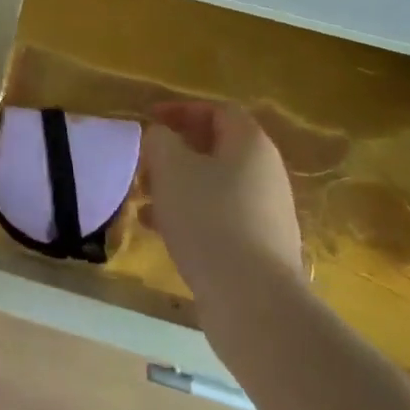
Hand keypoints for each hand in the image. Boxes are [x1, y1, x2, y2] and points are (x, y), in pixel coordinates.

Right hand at [143, 101, 305, 342]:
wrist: (252, 300)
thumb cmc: (208, 218)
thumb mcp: (170, 167)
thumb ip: (159, 139)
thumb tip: (161, 136)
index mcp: (250, 144)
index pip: (218, 110)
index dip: (181, 110)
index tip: (149, 120)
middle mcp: (266, 172)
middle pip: (216, 149)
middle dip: (175, 152)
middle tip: (144, 163)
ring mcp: (266, 212)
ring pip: (214, 185)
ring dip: (177, 186)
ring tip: (143, 199)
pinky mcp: (260, 247)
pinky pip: (219, 217)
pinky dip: (189, 215)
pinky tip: (157, 230)